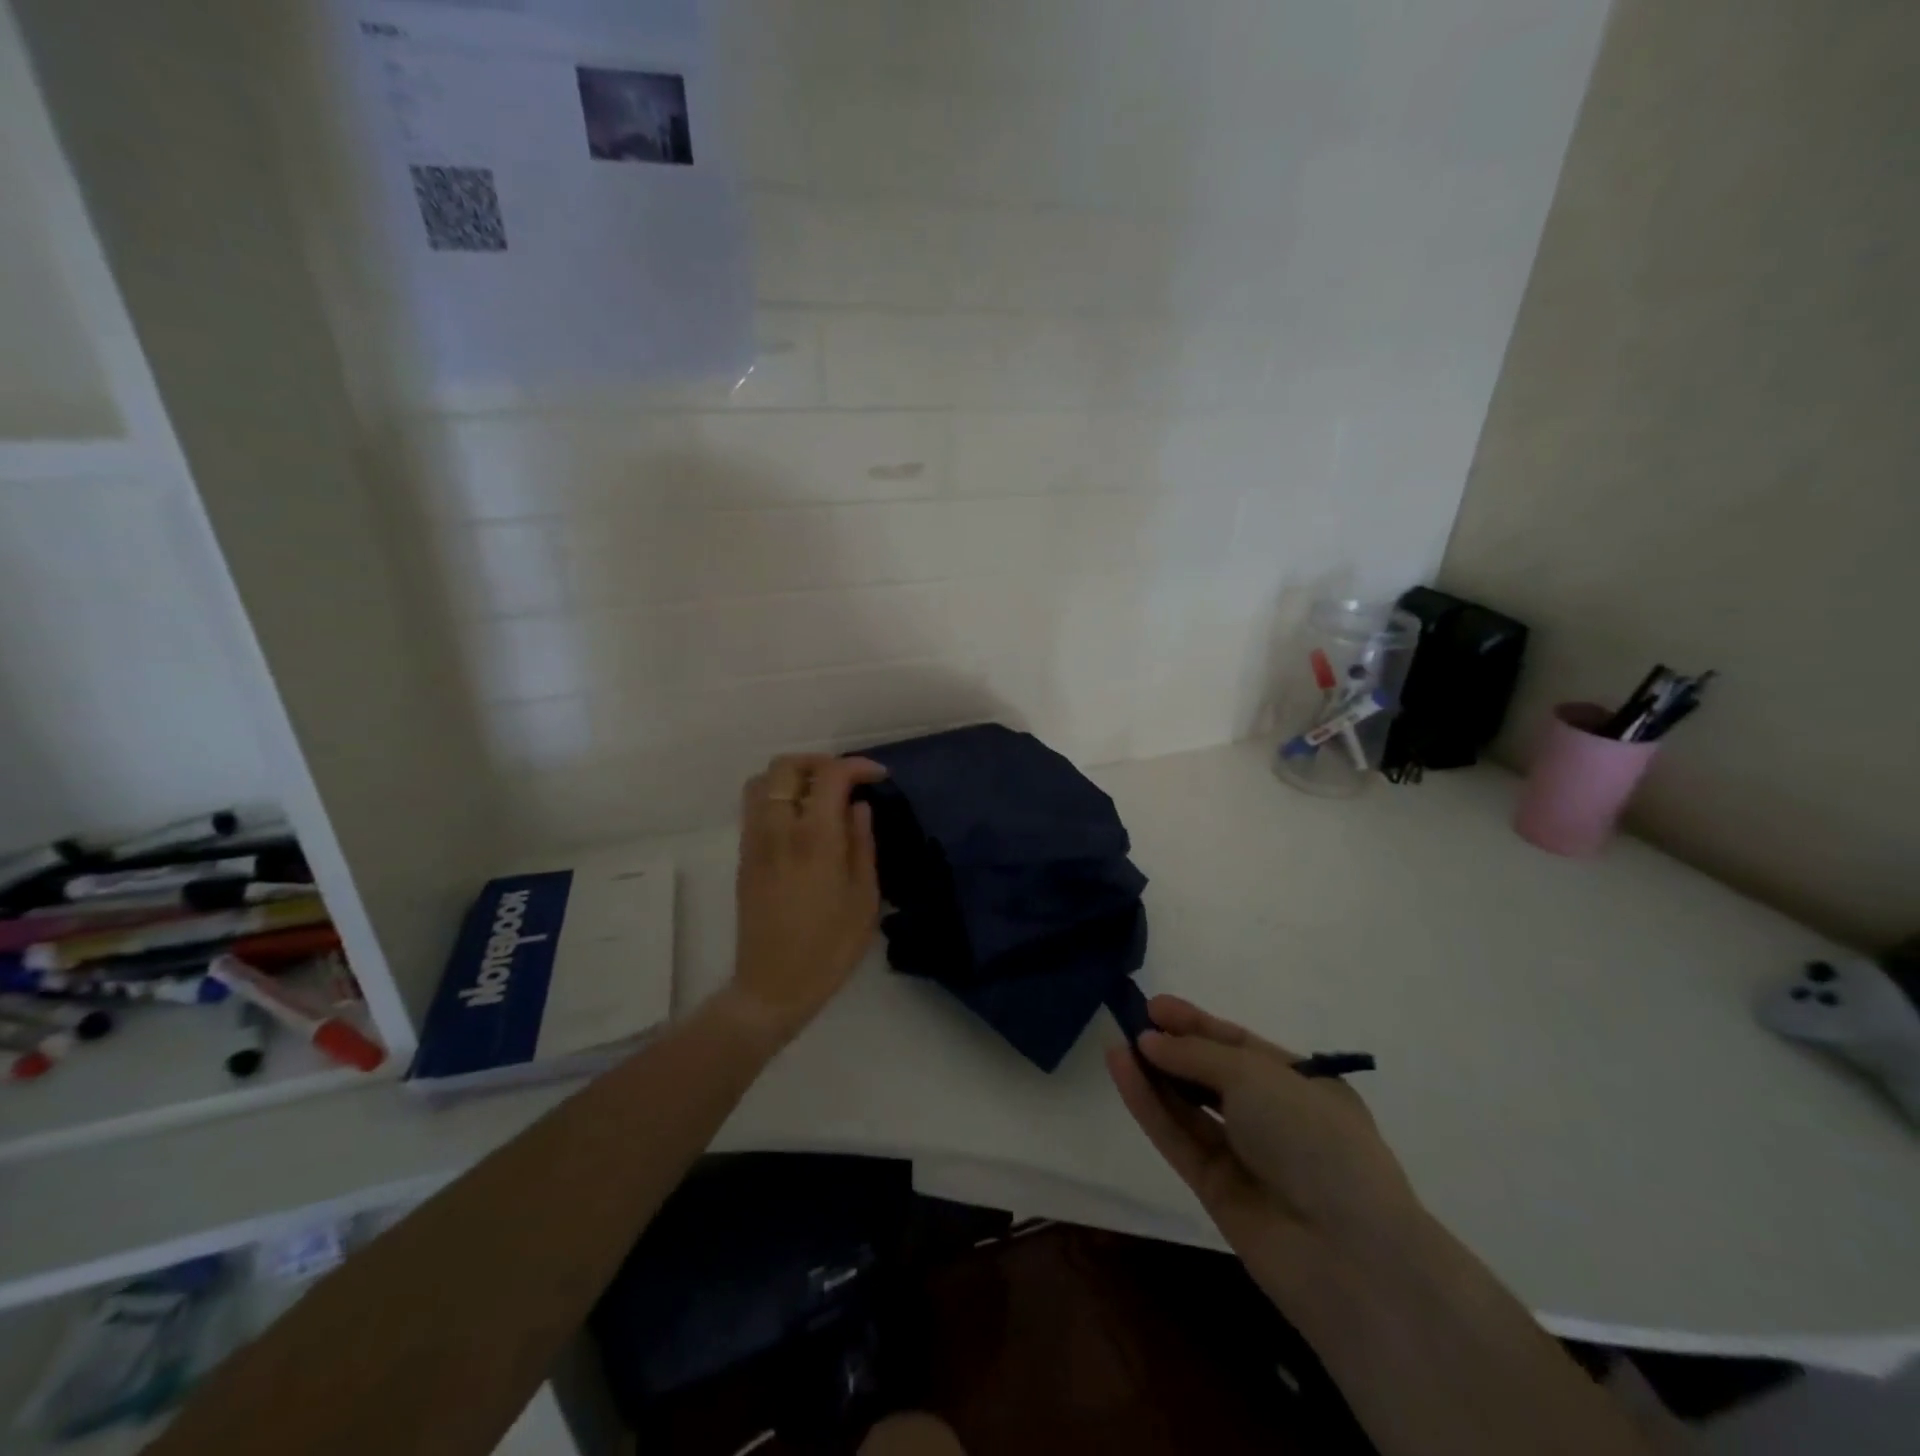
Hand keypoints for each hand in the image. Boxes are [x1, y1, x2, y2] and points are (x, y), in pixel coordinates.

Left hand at [729, 753, 887, 1042]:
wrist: (773, 986)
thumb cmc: (830, 947)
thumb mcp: (864, 897)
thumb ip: (862, 844)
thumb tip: (858, 807)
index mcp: (814, 839)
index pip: (830, 776)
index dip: (857, 766)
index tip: (878, 777)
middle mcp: (778, 830)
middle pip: (786, 766)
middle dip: (820, 762)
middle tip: (847, 780)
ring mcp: (755, 841)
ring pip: (763, 781)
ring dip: (794, 776)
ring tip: (821, 795)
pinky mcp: (744, 856)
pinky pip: (755, 806)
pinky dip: (778, 795)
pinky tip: (802, 820)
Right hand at [1106, 995, 1424, 1300]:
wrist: (1346, 1253)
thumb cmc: (1314, 1138)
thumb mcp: (1255, 1075)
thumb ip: (1195, 1055)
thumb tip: (1148, 1040)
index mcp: (1302, 1084)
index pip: (1239, 1044)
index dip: (1196, 1023)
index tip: (1154, 1005)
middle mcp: (1274, 1118)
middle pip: (1212, 1074)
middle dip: (1173, 1048)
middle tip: (1131, 1022)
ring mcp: (1245, 1157)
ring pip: (1189, 1107)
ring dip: (1154, 1075)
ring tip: (1116, 1042)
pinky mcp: (1216, 1191)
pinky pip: (1177, 1137)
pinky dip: (1149, 1105)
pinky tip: (1121, 1070)